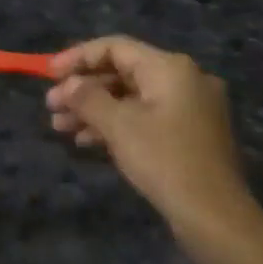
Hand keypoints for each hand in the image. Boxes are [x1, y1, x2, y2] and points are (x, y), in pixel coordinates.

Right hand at [46, 36, 255, 240]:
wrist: (215, 216)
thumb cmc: (164, 161)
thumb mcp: (119, 126)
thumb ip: (88, 98)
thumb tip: (68, 84)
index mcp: (170, 67)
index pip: (115, 47)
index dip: (78, 57)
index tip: (48, 73)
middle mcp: (184, 79)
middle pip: (123, 72)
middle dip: (84, 88)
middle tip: (51, 106)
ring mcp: (190, 107)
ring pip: (132, 97)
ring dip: (95, 109)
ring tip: (60, 126)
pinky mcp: (190, 133)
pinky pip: (146, 117)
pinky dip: (117, 124)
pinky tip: (87, 141)